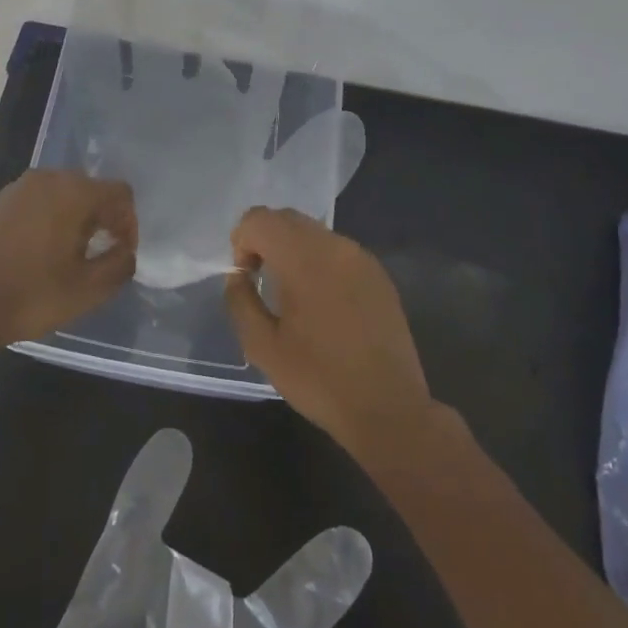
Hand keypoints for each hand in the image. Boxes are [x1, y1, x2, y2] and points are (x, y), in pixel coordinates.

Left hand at [0, 169, 137, 344]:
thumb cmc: (30, 295)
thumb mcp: (87, 290)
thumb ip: (119, 265)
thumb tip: (126, 252)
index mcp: (73, 192)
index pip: (119, 193)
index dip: (129, 223)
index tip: (121, 253)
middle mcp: (46, 179)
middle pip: (90, 189)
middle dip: (103, 219)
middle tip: (99, 255)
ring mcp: (17, 189)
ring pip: (62, 195)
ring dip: (75, 220)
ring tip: (69, 257)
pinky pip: (36, 203)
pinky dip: (48, 220)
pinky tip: (39, 254)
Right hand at [224, 208, 434, 457]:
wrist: (388, 408)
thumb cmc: (319, 379)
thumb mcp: (262, 346)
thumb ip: (240, 301)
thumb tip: (239, 277)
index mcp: (304, 258)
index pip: (260, 219)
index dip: (242, 242)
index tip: (247, 278)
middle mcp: (336, 246)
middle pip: (287, 218)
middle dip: (265, 241)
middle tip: (262, 282)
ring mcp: (362, 258)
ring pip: (314, 233)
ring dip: (293, 251)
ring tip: (293, 296)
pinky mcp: (379, 275)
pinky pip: (338, 251)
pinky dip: (319, 263)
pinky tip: (323, 305)